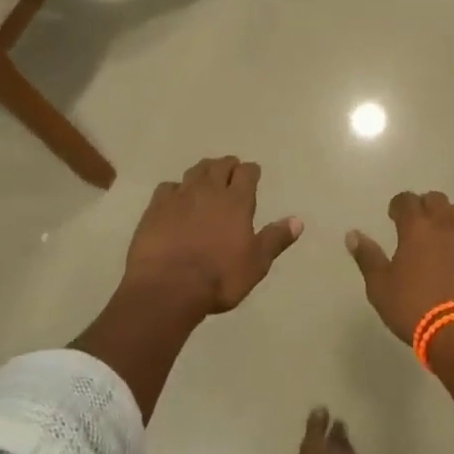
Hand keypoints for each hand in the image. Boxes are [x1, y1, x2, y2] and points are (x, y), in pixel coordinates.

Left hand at [122, 157, 301, 316]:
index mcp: (237, 201)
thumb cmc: (219, 278)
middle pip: (220, 165)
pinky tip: (176, 199)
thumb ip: (275, 239)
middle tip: (231, 173)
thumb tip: (298, 221)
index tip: (253, 175)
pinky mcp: (156, 207)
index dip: (251, 171)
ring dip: (204, 171)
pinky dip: (175, 189)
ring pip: (195, 171)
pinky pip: (168, 187)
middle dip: (228, 166)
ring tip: (206, 179)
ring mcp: (180, 196)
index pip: (247, 172)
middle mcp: (209, 190)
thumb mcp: (256, 263)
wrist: (168, 288)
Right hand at [345, 191, 453, 344]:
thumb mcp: (380, 286)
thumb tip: (352, 234)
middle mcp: (445, 225)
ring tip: (439, 237)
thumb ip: (367, 257)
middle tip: (415, 225)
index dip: (398, 204)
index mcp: (417, 227)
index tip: (393, 216)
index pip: (406, 199)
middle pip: (436, 200)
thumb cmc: (414, 308)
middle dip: (424, 206)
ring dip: (447, 218)